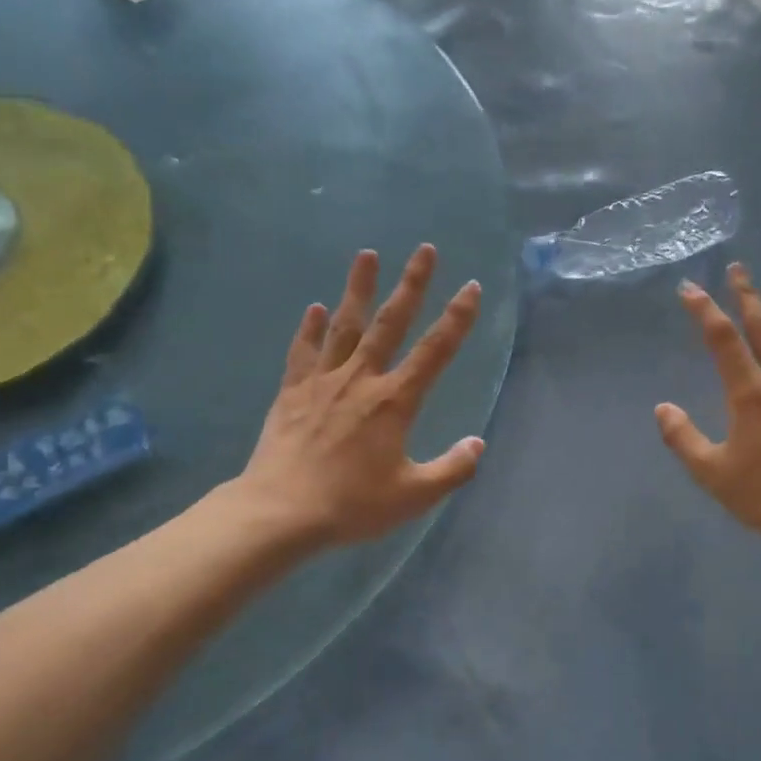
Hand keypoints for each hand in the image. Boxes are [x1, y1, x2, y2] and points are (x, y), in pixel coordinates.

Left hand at [238, 245, 484, 547]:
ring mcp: (322, 382)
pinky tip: (314, 308)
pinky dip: (310, 328)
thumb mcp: (414, 495)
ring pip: (345, 325)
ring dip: (359, 289)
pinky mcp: (292, 392)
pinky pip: (303, 352)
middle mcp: (361, 380)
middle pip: (391, 323)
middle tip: (425, 250)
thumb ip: (452, 469)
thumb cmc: (352, 504)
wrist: (282, 511)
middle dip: (412, 285)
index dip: (457, 318)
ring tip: (367, 254)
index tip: (471, 287)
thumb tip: (477, 443)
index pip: (435, 351)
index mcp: (394, 402)